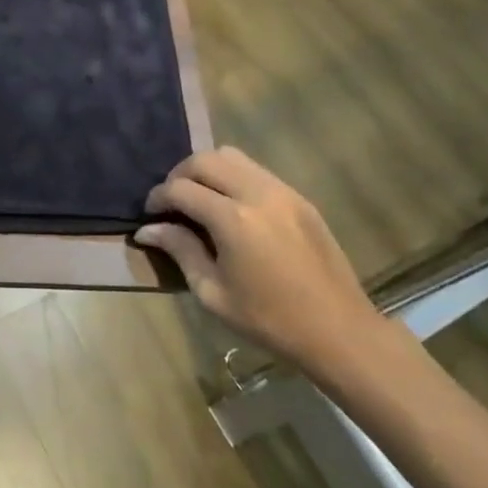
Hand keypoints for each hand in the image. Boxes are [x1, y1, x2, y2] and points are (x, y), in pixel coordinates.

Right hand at [135, 147, 382, 372]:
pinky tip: (231, 205)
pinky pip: (256, 170)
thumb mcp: (213, 293)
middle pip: (204, 160)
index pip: (181, 189)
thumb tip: (148, 229)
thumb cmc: (269, 319)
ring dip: (208, 169)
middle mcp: (256, 193)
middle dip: (180, 175)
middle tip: (171, 200)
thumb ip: (180, 251)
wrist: (339, 331)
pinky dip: (233, 176)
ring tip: (200, 197)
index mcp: (233, 219)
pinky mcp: (299, 197)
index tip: (150, 213)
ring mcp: (282, 191)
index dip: (158, 197)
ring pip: (232, 156)